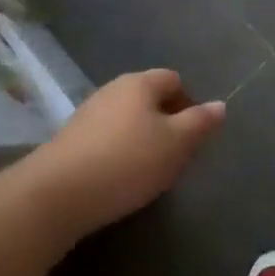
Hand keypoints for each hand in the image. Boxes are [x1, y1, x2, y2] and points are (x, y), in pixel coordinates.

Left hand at [29, 69, 224, 244]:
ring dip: (141, 138)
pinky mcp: (68, 141)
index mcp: (140, 83)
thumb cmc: (126, 162)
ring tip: (148, 171)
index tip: (194, 135)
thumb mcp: (175, 144)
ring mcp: (87, 114)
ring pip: (126, 119)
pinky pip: (105, 138)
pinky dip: (117, 152)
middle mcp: (113, 89)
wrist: (54, 196)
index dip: (190, 103)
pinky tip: (118, 179)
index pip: (174, 79)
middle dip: (166, 121)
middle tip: (175, 155)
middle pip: (149, 98)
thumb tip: (219, 105)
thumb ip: (200, 123)